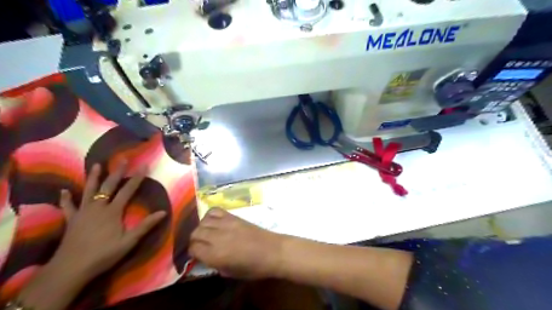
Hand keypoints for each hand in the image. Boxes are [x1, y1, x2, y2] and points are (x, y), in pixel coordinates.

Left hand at [53, 161, 164, 279]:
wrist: (71, 268)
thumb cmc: (104, 254)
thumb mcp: (129, 241)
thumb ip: (146, 225)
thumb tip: (164, 212)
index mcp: (113, 211)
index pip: (128, 190)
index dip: (137, 178)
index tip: (143, 165)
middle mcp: (98, 207)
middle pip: (108, 186)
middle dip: (117, 172)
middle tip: (123, 159)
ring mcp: (83, 212)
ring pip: (88, 191)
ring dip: (93, 177)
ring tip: (96, 165)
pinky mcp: (71, 220)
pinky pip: (68, 207)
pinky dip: (65, 198)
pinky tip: (63, 191)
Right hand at [190, 208, 283, 278]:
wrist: (272, 250)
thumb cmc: (254, 267)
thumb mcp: (230, 273)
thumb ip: (214, 265)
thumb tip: (205, 257)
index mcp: (215, 255)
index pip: (193, 248)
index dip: (193, 252)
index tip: (198, 255)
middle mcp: (217, 237)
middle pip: (195, 233)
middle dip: (195, 240)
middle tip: (202, 245)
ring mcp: (225, 224)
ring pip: (202, 221)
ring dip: (201, 228)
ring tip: (208, 233)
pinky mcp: (233, 216)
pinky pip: (215, 211)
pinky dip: (210, 216)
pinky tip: (214, 222)